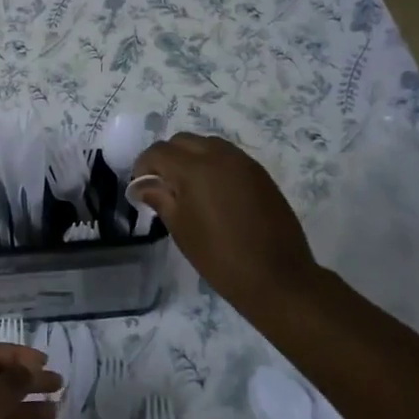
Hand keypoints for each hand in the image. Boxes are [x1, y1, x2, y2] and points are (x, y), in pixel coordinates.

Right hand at [130, 133, 321, 305]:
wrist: (278, 277)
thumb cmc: (220, 256)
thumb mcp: (181, 228)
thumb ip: (159, 198)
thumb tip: (142, 185)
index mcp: (194, 168)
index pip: (158, 152)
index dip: (143, 166)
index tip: (140, 186)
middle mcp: (219, 156)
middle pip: (182, 141)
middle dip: (166, 157)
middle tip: (161, 185)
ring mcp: (243, 162)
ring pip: (207, 144)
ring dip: (191, 157)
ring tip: (187, 188)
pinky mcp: (260, 173)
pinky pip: (228, 156)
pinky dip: (213, 164)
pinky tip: (213, 192)